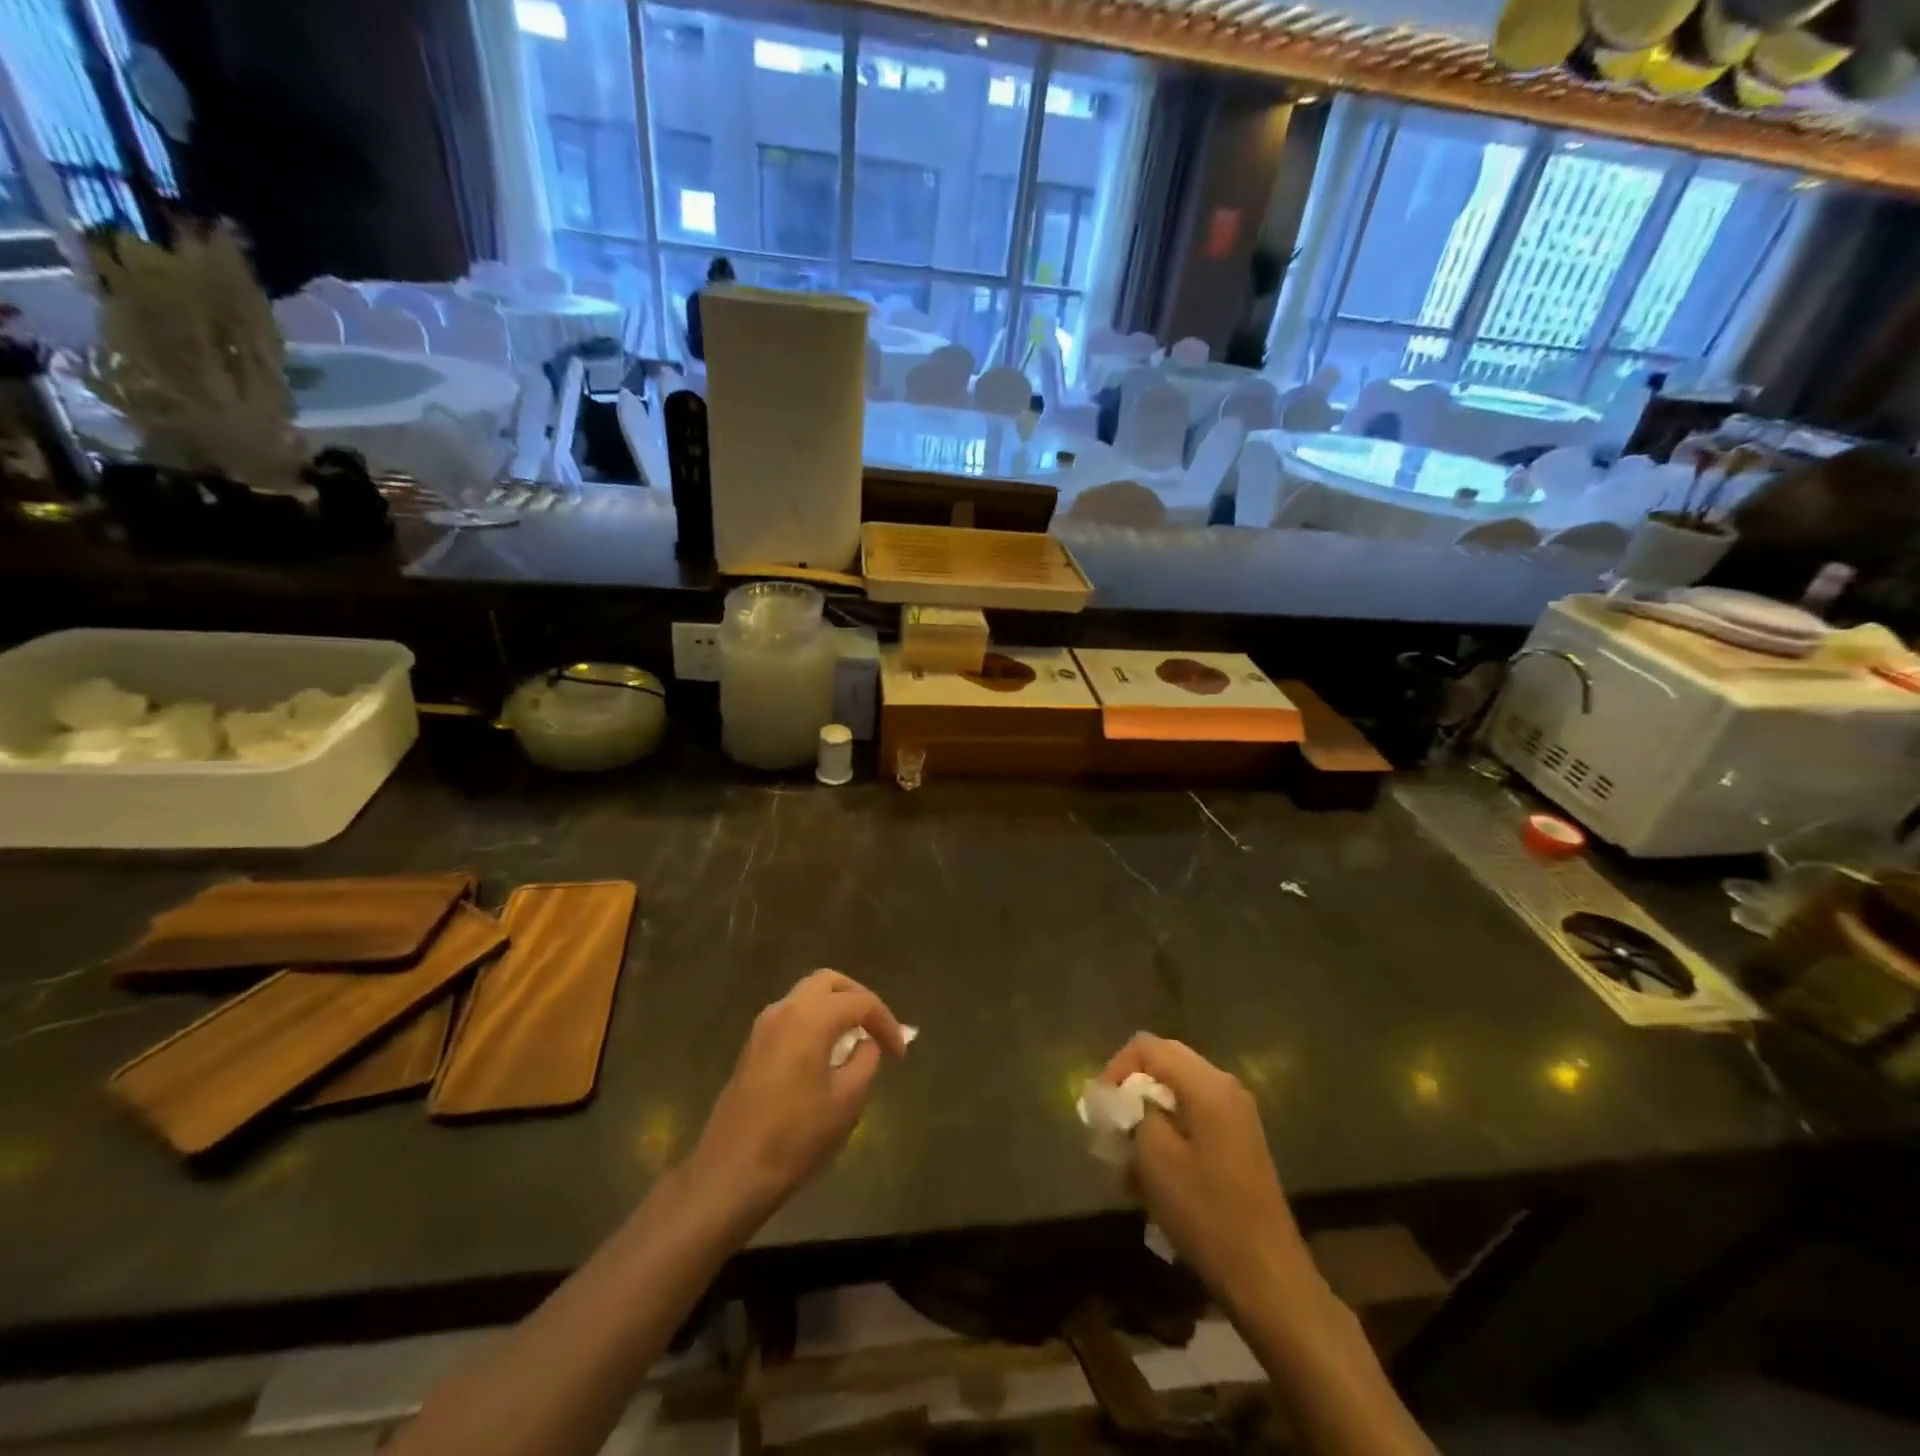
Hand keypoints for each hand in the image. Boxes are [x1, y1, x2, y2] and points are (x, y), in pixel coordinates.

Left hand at [685, 970, 907, 1231]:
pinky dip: (814, 1022)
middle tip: (877, 1029)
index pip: (861, 1002)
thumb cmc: (795, 1137)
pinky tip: (826, 1055)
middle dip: (858, 999)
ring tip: (855, 1042)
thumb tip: (866, 1044)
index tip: (900, 1054)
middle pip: (829, 983)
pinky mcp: (752, 1047)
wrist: (731, 1173)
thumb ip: (865, 1061)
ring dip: (834, 1009)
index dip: (887, 1023)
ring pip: (807, 997)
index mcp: (811, 1017)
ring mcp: (763, 1026)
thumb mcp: (846, 1101)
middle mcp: (785, 1009)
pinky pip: (791, 1017)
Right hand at [1099, 1033, 1314, 1311]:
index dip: (1116, 1068)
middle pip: (1164, 1064)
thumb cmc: (1206, 1212)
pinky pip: (1193, 1118)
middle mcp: (1225, 1087)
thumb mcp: (1155, 1157)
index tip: (1101, 1107)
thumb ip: (1134, 1111)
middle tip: (1110, 1126)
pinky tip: (1153, 1175)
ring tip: (1127, 1158)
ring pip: (1177, 1094)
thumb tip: (1124, 1097)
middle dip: (1131, 1090)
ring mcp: (1236, 1115)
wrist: (1267, 1276)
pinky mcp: (1238, 1142)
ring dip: (1147, 1116)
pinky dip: (1168, 1134)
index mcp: (1207, 1084)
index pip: (1147, 1046)